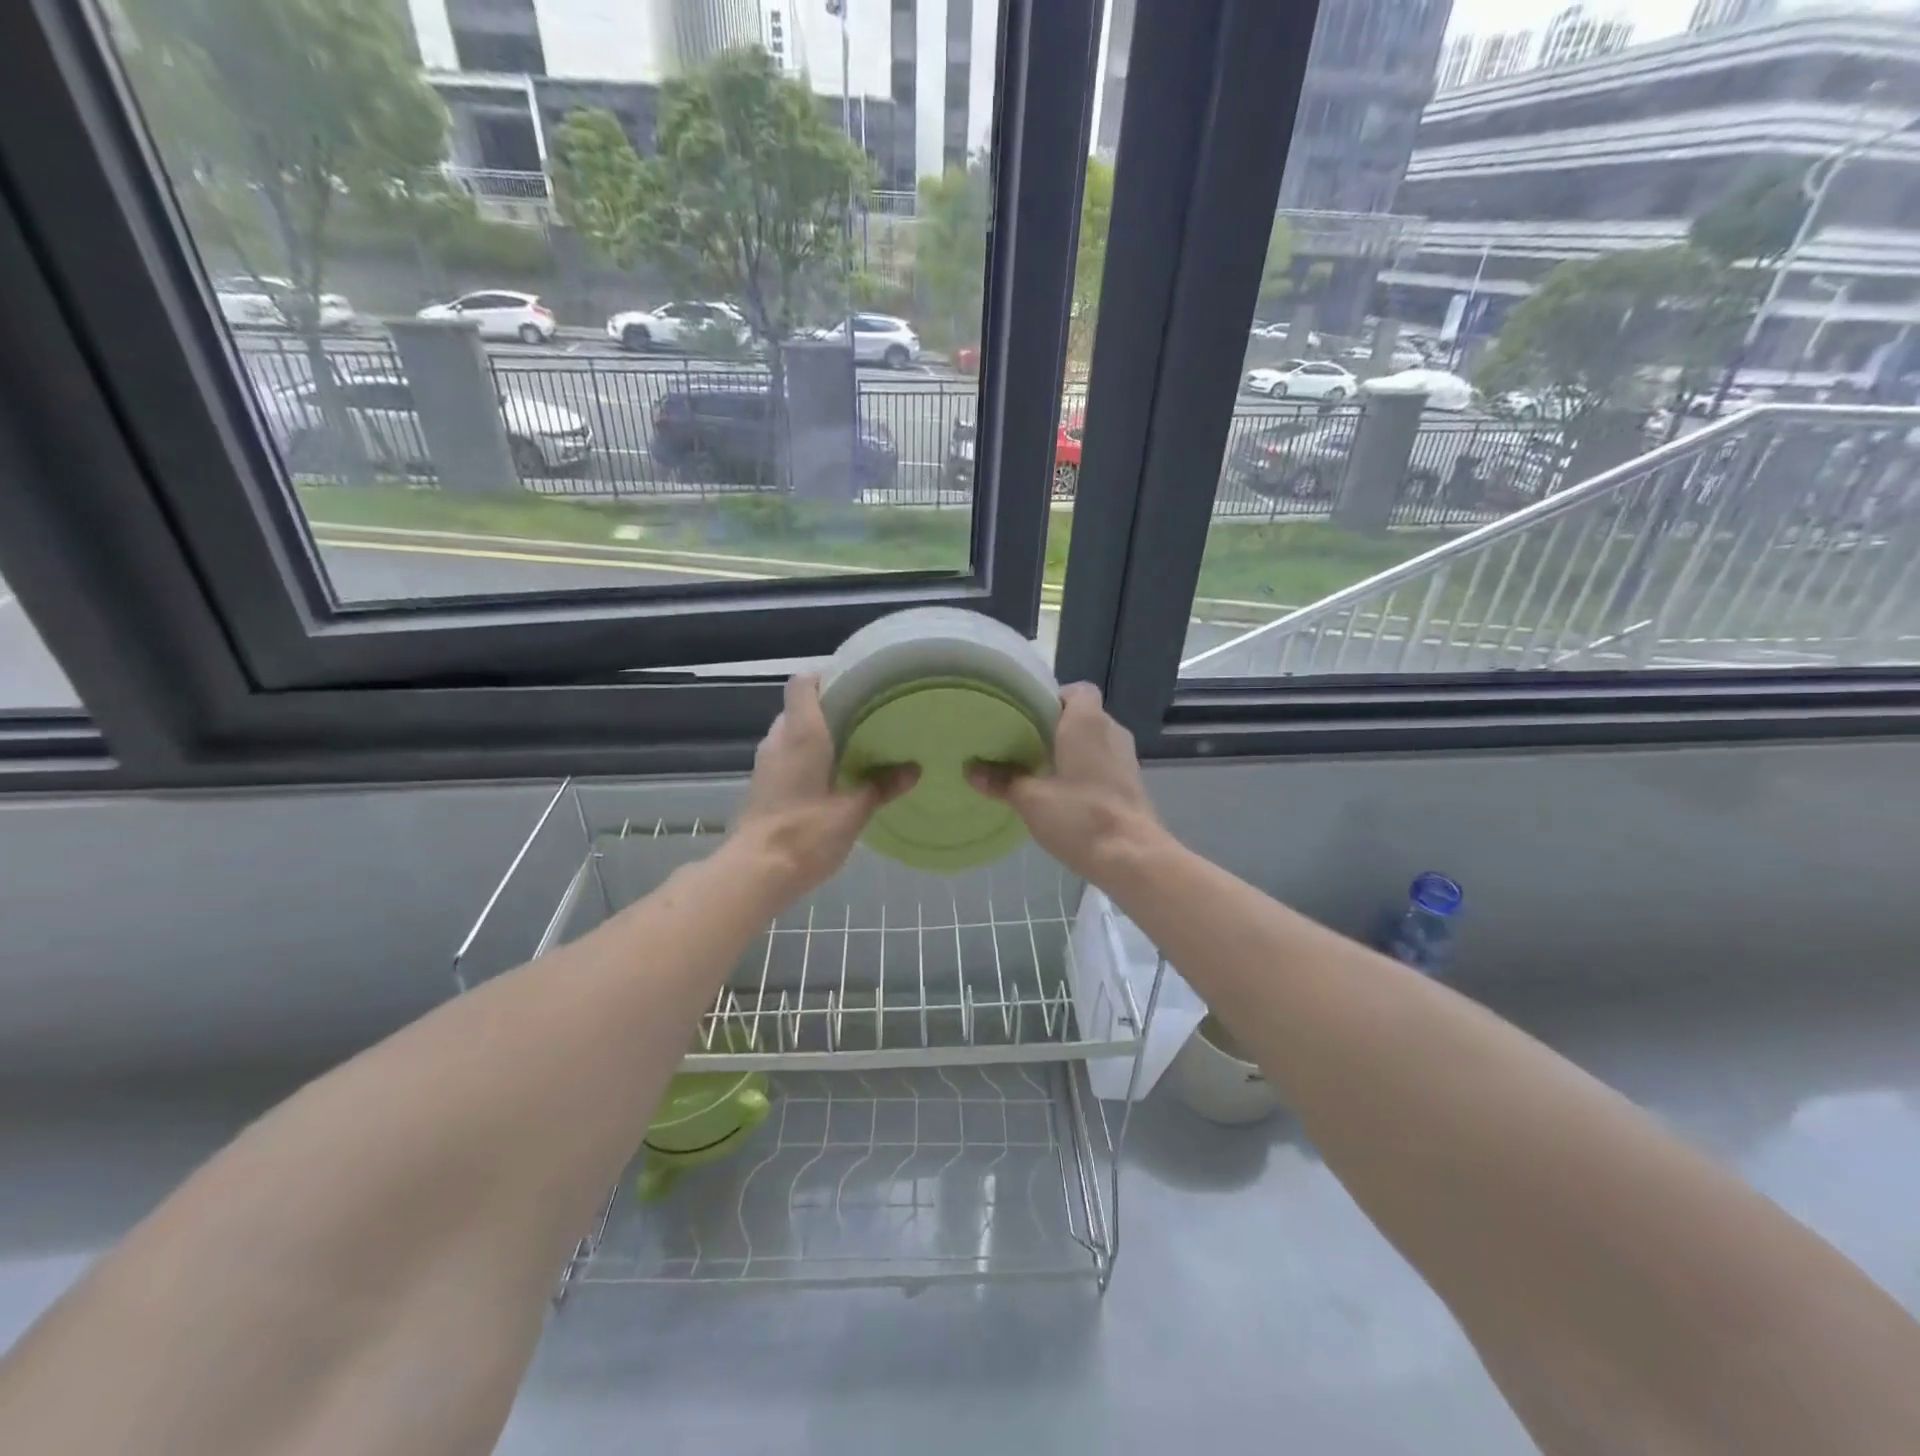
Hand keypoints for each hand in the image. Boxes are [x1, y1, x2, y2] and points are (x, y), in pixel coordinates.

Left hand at [733, 674, 915, 901]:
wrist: (756, 873)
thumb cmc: (805, 833)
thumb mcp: (853, 811)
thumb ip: (881, 786)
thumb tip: (913, 769)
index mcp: (801, 734)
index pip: (803, 684)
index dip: (826, 677)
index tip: (856, 685)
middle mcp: (778, 740)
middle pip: (800, 708)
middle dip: (830, 710)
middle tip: (868, 718)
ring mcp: (766, 763)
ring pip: (793, 734)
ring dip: (819, 736)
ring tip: (856, 747)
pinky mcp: (763, 786)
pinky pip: (787, 757)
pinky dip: (808, 758)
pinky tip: (835, 777)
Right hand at [967, 683, 1165, 883]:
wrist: (1132, 857)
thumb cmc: (1080, 815)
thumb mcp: (1031, 798)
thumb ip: (1002, 780)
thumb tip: (971, 769)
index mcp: (1088, 721)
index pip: (1077, 690)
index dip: (1052, 698)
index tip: (1026, 717)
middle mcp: (1111, 731)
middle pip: (1082, 716)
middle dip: (1054, 727)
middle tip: (1021, 744)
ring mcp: (1125, 758)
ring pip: (1093, 741)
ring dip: (1069, 751)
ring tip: (1037, 769)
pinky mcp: (1131, 783)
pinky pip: (1103, 763)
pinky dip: (1083, 770)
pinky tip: (1061, 793)